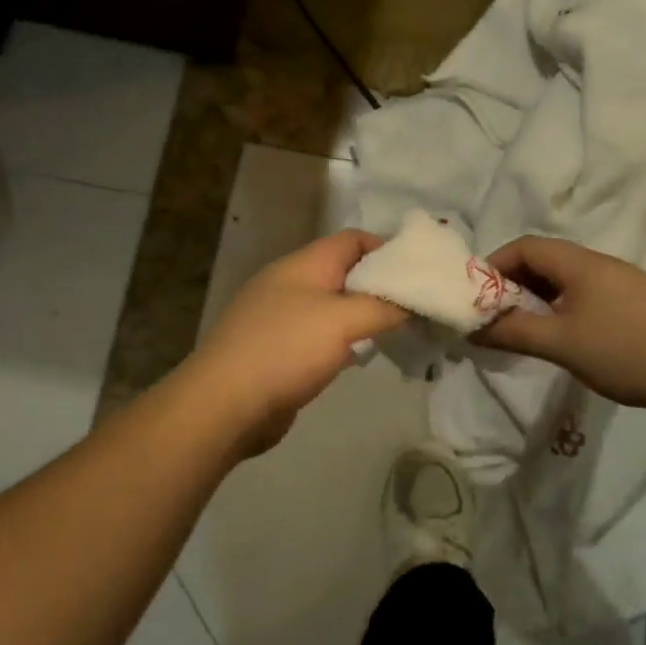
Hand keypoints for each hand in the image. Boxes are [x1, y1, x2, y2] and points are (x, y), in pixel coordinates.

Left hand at [183, 229, 408, 456]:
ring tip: (401, 331)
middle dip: (381, 285)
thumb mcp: (342, 320)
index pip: (352, 239)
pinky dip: (346, 341)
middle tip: (418, 304)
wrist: (225, 404)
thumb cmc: (286, 349)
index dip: (387, 248)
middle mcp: (291, 284)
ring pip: (335, 307)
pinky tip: (364, 356)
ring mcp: (282, 318)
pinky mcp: (280, 351)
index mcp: (304, 265)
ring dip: (365, 316)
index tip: (420, 271)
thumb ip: (383, 306)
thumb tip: (411, 302)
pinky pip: (321, 337)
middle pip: (345, 273)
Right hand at [476, 236, 645, 413]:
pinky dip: (563, 306)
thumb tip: (473, 328)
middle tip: (497, 316)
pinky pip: (587, 293)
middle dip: (514, 283)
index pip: (525, 246)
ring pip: (567, 279)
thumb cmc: (624, 351)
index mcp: (579, 263)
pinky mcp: (637, 301)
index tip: (477, 295)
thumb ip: (514, 333)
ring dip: (539, 297)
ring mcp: (622, 281)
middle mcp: (600, 263)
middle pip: (545, 259)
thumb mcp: (561, 344)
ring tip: (527, 329)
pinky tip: (566, 336)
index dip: (495, 264)